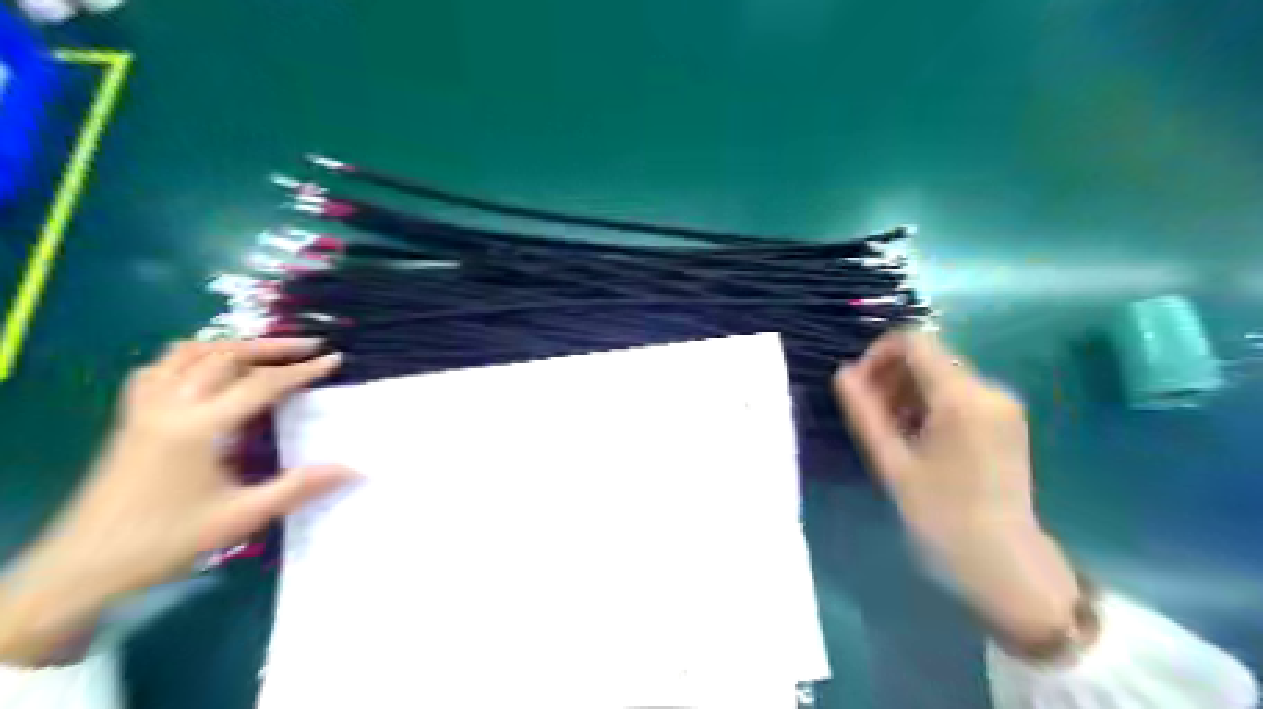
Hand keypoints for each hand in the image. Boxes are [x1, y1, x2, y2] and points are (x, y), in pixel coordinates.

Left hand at [0, 338, 353, 664]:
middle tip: (309, 347)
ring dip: (231, 346)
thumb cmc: (165, 541)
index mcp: (199, 427)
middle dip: (272, 347)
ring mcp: (143, 409)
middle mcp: (170, 406)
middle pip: (224, 356)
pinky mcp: (129, 419)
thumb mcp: (242, 516)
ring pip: (187, 354)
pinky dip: (189, 358)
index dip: (302, 370)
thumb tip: (353, 469)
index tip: (334, 359)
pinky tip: (205, 370)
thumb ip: (300, 487)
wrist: (83, 567)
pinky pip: (158, 370)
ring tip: (264, 351)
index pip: (261, 384)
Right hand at [836, 331, 1080, 649]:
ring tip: (891, 431)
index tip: (859, 387)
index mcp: (960, 397)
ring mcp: (1002, 403)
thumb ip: (864, 412)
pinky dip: (930, 403)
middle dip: (891, 376)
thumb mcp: (892, 462)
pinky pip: (959, 393)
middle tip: (870, 416)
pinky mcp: (1006, 419)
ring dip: (908, 391)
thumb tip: (843, 373)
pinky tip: (917, 436)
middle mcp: (988, 389)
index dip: (878, 354)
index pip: (913, 341)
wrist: (1002, 560)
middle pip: (928, 356)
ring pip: (942, 374)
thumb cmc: (940, 514)